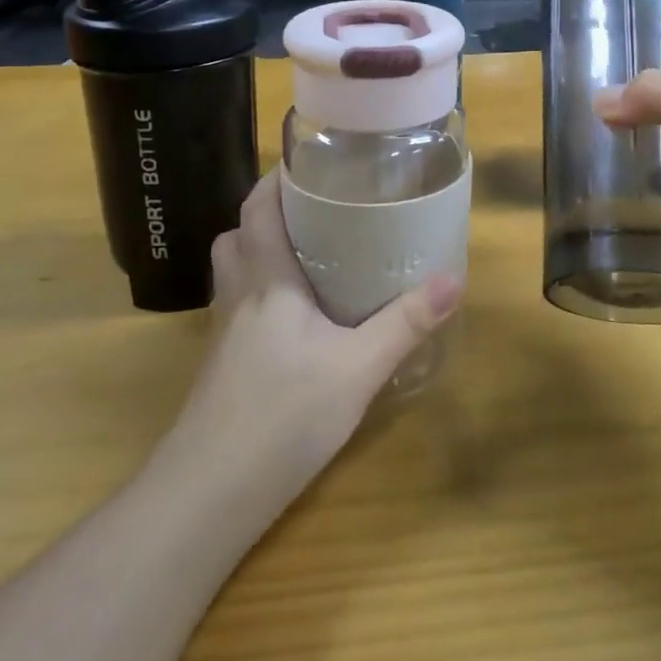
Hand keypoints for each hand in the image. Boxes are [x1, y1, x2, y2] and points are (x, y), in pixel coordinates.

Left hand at [173, 170, 462, 501]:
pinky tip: (296, 322)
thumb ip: (405, 324)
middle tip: (313, 211)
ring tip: (307, 257)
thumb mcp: (357, 369)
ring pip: (233, 273)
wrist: (207, 497)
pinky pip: (238, 308)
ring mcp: (224, 336)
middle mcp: (239, 298)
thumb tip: (453, 280)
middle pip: (236, 237)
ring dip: (259, 253)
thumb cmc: (282, 417)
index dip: (275, 179)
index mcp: (267, 282)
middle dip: (267, 215)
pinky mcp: (223, 368)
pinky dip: (261, 295)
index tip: (308, 163)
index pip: (257, 210)